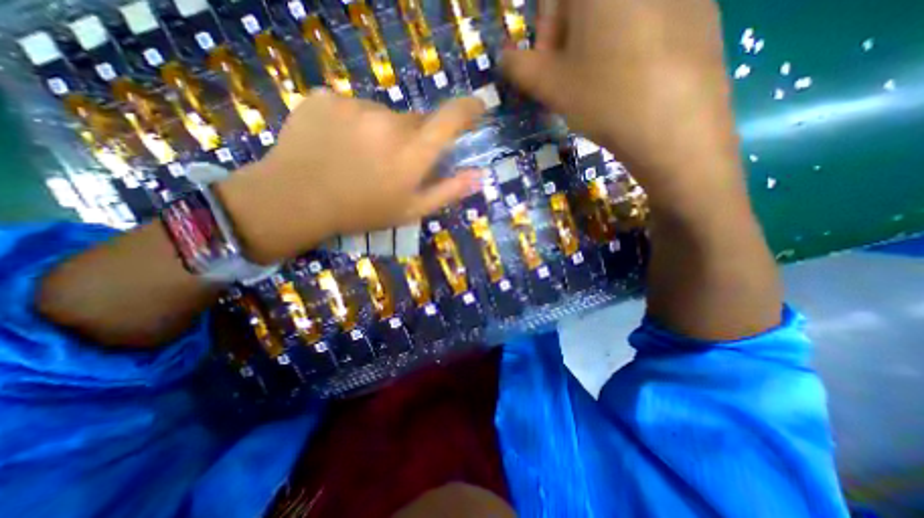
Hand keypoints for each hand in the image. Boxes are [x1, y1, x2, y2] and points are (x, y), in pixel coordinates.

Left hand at [220, 91, 485, 264]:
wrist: (297, 200)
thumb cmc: (362, 211)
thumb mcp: (411, 210)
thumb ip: (448, 191)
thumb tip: (479, 176)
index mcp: (412, 152)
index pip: (451, 118)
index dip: (469, 109)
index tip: (477, 108)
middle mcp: (389, 122)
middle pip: (415, 119)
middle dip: (414, 138)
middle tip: (394, 162)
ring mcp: (354, 106)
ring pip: (382, 114)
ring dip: (381, 131)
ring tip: (361, 157)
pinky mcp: (326, 98)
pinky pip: (352, 107)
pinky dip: (352, 123)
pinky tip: (337, 144)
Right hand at [503, 0, 744, 209]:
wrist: (676, 126)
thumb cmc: (604, 99)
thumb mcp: (550, 86)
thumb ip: (518, 67)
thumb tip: (505, 56)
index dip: (545, 34)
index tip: (549, 67)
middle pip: (586, 5)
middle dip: (570, 39)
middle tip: (572, 79)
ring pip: (617, 14)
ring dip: (597, 44)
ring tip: (601, 83)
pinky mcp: (702, 7)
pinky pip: (649, 19)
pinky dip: (630, 43)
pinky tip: (632, 79)